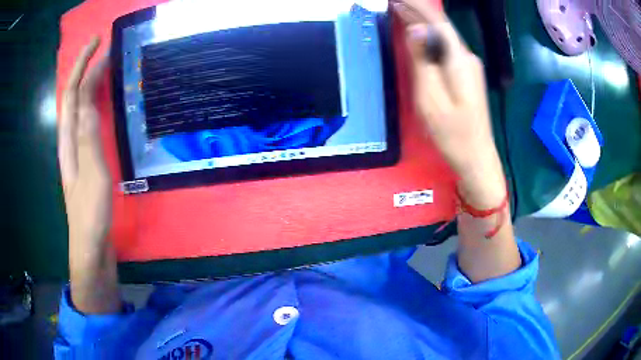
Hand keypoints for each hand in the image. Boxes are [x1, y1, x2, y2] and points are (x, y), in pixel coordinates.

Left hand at [59, 36, 110, 248]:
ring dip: (87, 85)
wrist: (91, 250)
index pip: (75, 97)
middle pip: (72, 99)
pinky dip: (93, 106)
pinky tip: (102, 105)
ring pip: (78, 110)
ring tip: (102, 69)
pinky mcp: (85, 162)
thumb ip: (88, 138)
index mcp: (69, 144)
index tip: (105, 48)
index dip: (87, 70)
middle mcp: (69, 143)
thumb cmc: (91, 216)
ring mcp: (77, 152)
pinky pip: (87, 124)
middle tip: (100, 49)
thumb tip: (89, 100)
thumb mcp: (92, 177)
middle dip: (82, 70)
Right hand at [393, 0, 504, 207]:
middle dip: (416, 10)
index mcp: (458, 61)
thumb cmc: (453, 134)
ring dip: (420, 20)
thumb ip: (423, 62)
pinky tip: (416, 31)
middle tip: (392, 2)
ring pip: (441, 35)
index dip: (416, 6)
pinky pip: (444, 47)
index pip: (436, 21)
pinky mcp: (465, 74)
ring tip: (398, 8)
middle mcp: (466, 57)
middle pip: (439, 26)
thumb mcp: (431, 100)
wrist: (476, 157)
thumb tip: (415, 31)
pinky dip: (427, 36)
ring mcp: (467, 66)